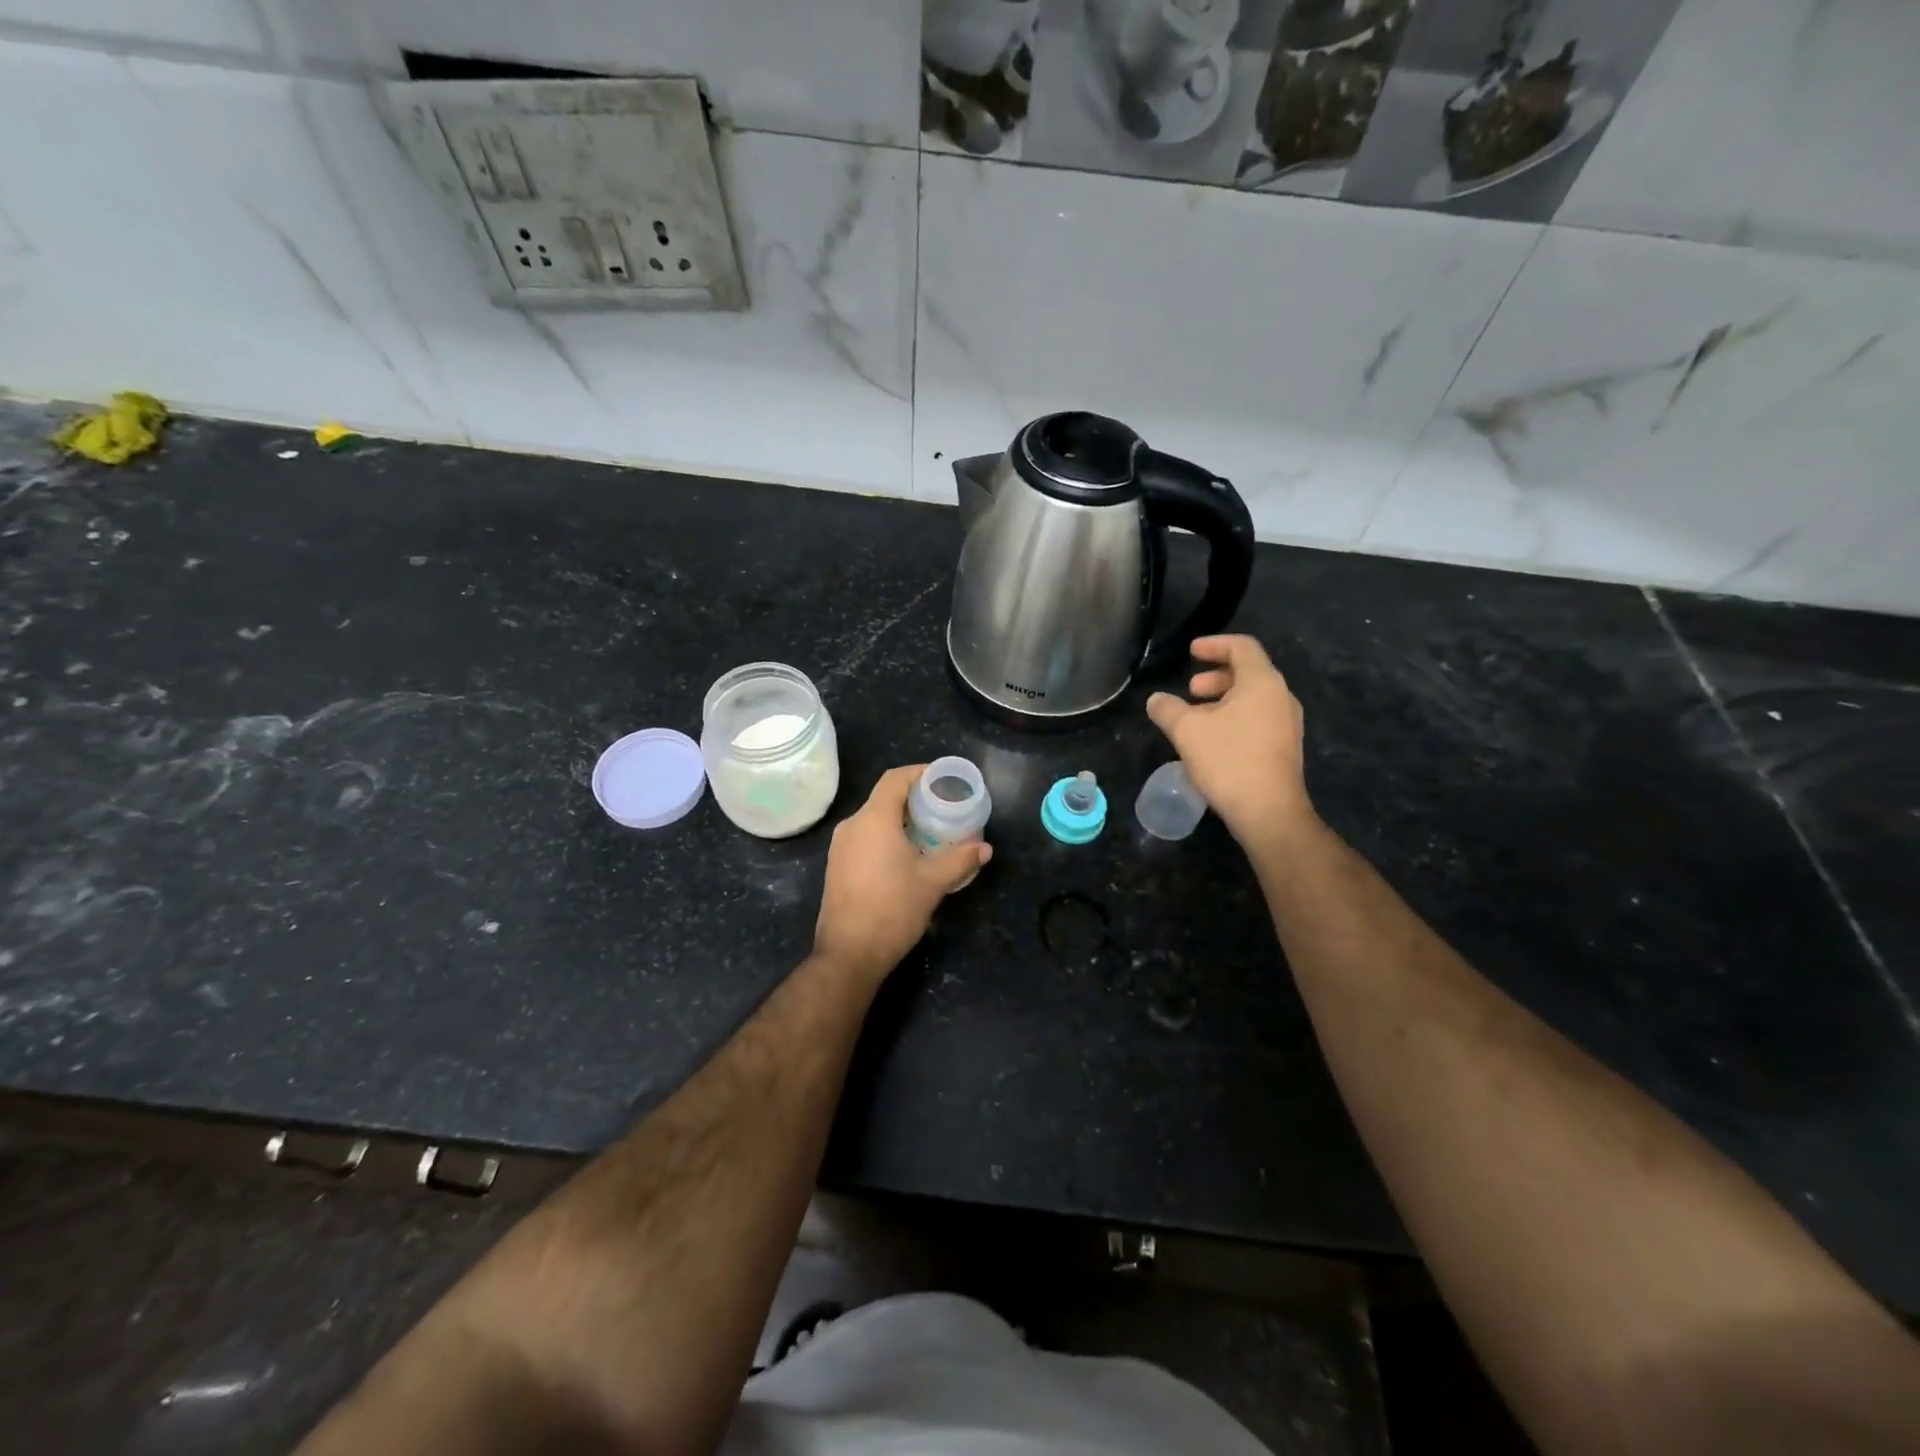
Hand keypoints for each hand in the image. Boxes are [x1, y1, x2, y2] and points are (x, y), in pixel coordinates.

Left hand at [813, 765, 991, 985]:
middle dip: (914, 799)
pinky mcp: (837, 867)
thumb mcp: (933, 882)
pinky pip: (865, 838)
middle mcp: (852, 826)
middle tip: (943, 808)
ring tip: (930, 832)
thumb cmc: (893, 909)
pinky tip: (907, 855)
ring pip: (873, 819)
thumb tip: (986, 849)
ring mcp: (840, 847)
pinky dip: (886, 837)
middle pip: (884, 798)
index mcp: (874, 819)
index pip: (895, 779)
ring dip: (900, 820)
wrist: (849, 954)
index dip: (919, 773)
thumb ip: (961, 860)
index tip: (943, 779)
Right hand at [1147, 635, 1314, 849]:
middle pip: (1248, 672)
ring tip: (1196, 717)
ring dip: (1222, 700)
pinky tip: (1212, 740)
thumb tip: (1155, 700)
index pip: (1242, 646)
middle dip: (1216, 676)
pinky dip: (1234, 717)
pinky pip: (1258, 718)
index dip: (1214, 644)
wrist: (1269, 811)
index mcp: (1262, 682)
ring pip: (1252, 698)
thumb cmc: (1228, 760)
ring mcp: (1287, 723)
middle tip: (1191, 689)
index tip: (1191, 651)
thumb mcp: (1187, 731)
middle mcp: (1281, 697)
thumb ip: (1168, 709)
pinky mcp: (1284, 747)